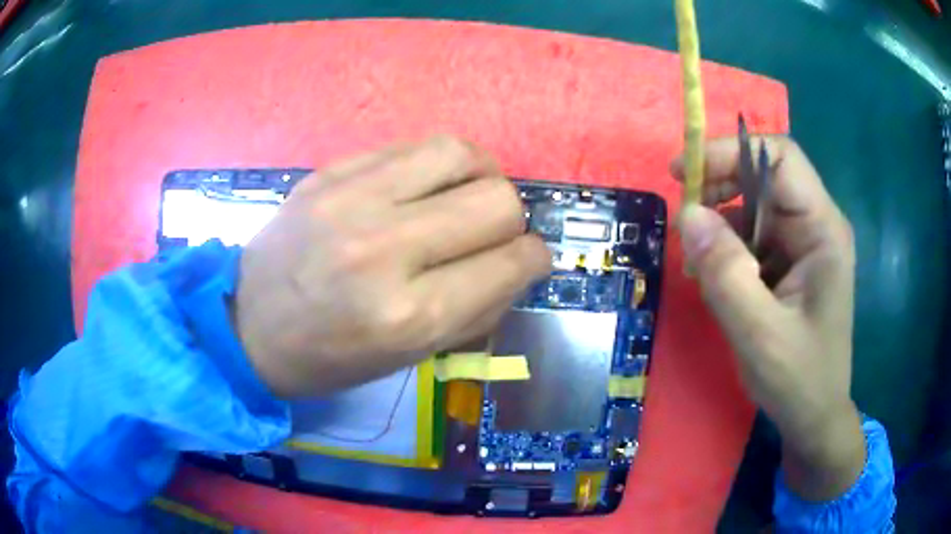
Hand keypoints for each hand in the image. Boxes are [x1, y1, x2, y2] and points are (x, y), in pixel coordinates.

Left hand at [234, 136, 550, 397]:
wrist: (247, 325)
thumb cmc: (329, 357)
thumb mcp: (410, 356)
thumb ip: (476, 309)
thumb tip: (519, 265)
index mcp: (409, 315)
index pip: (511, 263)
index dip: (534, 259)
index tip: (530, 260)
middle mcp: (385, 249)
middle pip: (497, 201)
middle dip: (512, 220)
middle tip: (494, 234)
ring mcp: (352, 199)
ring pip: (461, 154)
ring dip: (482, 175)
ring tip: (468, 195)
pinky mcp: (330, 172)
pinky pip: (411, 147)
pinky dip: (437, 165)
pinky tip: (426, 185)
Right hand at [671, 137, 865, 500]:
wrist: (814, 417)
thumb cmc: (799, 379)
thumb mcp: (759, 334)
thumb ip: (726, 274)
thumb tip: (687, 215)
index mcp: (822, 230)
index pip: (779, 157)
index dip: (731, 153)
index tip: (686, 175)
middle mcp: (816, 226)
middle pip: (764, 176)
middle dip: (720, 186)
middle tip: (683, 216)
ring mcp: (803, 244)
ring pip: (754, 205)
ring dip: (720, 221)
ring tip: (697, 258)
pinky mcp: (789, 263)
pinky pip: (752, 235)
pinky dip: (726, 247)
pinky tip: (714, 276)